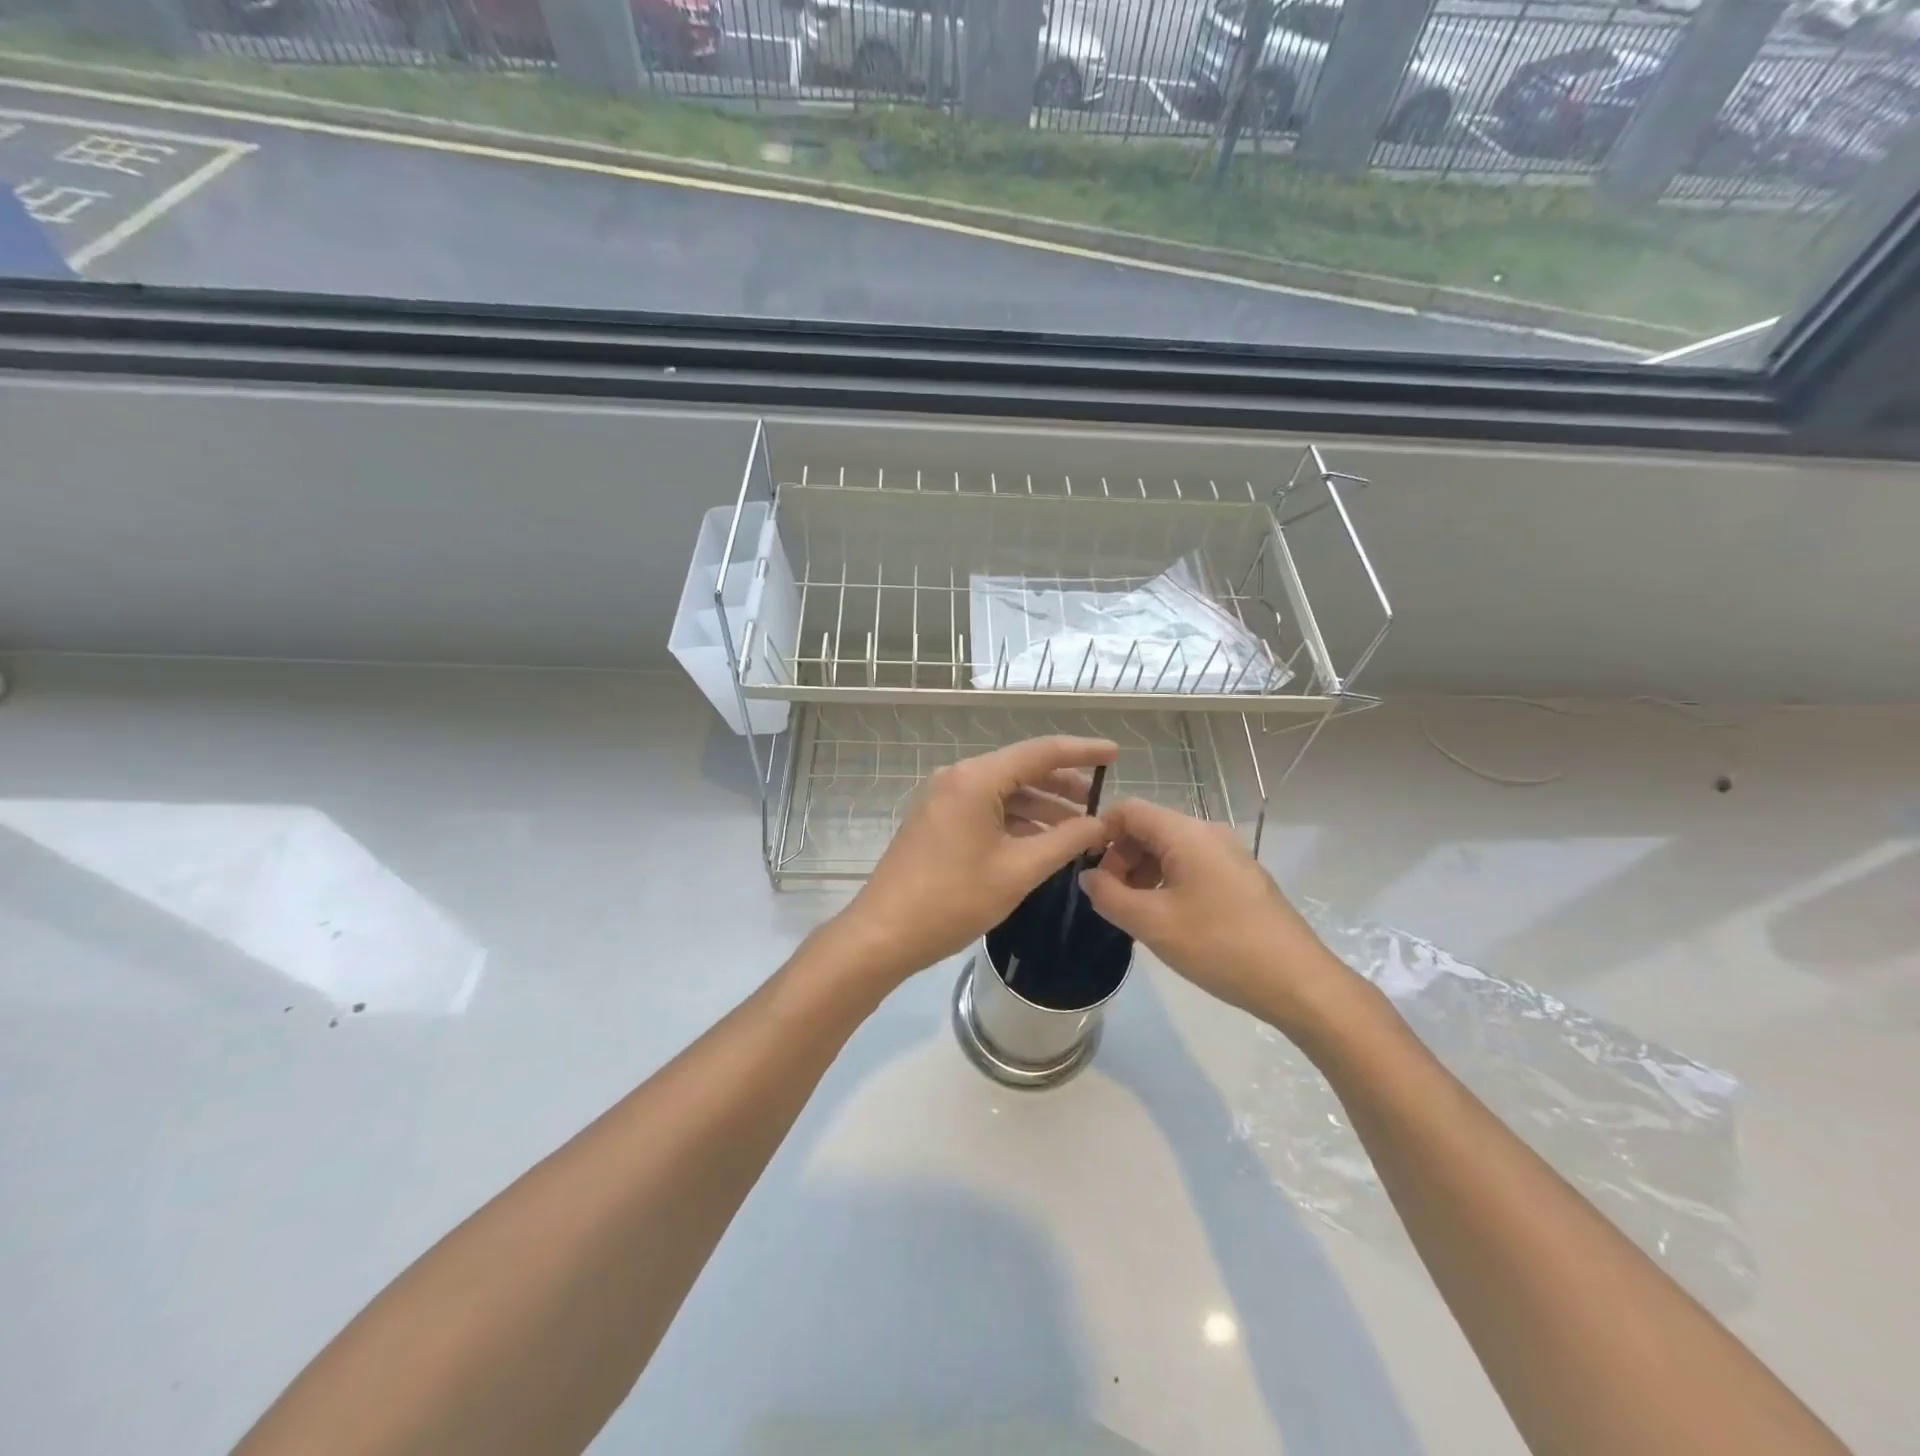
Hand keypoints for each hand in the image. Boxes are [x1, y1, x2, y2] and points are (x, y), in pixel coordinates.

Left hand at [837, 736, 1116, 984]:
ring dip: (1041, 807)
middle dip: (1063, 785)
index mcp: (976, 779)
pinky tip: (1042, 841)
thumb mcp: (1018, 871)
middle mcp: (958, 777)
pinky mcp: (937, 820)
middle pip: (1021, 770)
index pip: (1040, 752)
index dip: (1082, 751)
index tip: (1115, 753)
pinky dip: (1016, 821)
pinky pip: (986, 809)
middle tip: (1101, 802)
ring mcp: (943, 798)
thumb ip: (1066, 841)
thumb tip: (1100, 824)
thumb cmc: (953, 899)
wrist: (884, 933)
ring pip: (1004, 792)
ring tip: (1079, 827)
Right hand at [1079, 798, 1349, 1030]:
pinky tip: (1167, 919)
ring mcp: (1228, 855)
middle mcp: (1208, 833)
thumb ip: (1108, 895)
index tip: (1088, 872)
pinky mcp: (1240, 878)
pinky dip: (1168, 883)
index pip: (1128, 810)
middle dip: (1120, 858)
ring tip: (1135, 914)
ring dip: (1143, 873)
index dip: (1099, 833)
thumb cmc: (1219, 946)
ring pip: (1169, 849)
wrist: (1298, 982)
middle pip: (1148, 828)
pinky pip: (1191, 866)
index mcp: (1186, 833)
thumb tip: (1088, 877)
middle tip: (1110, 900)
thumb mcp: (1151, 923)